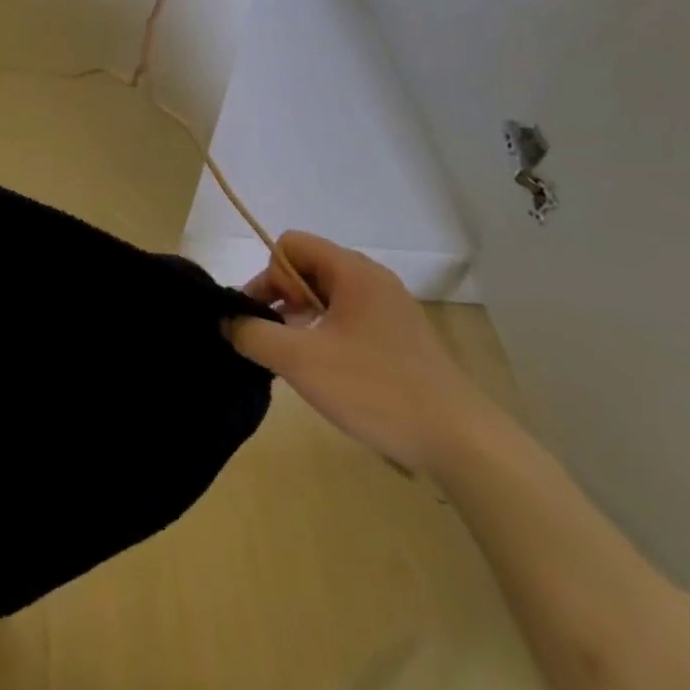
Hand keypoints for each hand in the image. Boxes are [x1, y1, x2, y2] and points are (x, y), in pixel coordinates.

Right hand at [229, 232, 499, 474]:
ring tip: (303, 360)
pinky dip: (330, 335)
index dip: (271, 276)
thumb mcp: (300, 361)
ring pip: (329, 295)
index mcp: (352, 270)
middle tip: (281, 342)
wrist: (462, 444)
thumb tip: (227, 321)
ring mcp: (392, 308)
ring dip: (305, 319)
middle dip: (284, 298)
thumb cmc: (376, 390)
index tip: (274, 318)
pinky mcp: (403, 338)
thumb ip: (253, 334)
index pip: (290, 245)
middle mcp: (373, 278)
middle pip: (308, 267)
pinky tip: (332, 374)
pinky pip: (351, 318)